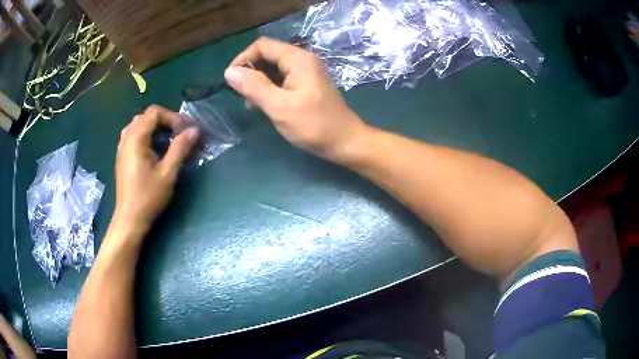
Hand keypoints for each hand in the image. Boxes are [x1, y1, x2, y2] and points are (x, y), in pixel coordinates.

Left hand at [112, 105, 198, 236]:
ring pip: (138, 125)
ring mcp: (122, 147)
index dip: (172, 116)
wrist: (129, 219)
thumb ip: (180, 148)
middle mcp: (127, 138)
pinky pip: (133, 135)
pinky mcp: (122, 157)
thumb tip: (195, 130)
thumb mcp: (168, 173)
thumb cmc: (148, 197)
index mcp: (136, 138)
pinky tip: (153, 150)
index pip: (154, 112)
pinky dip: (145, 135)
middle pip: (145, 116)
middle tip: (178, 133)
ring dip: (154, 127)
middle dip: (164, 120)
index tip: (185, 130)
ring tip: (166, 140)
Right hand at [224, 37, 368, 162]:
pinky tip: (262, 105)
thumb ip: (254, 86)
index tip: (231, 80)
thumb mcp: (279, 106)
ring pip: (273, 68)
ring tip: (250, 104)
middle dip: (250, 72)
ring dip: (258, 82)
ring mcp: (305, 72)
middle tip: (241, 95)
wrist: (345, 142)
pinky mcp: (306, 85)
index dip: (243, 58)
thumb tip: (229, 71)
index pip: (263, 45)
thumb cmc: (313, 125)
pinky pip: (281, 79)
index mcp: (298, 59)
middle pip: (268, 55)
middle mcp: (302, 60)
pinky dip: (269, 88)